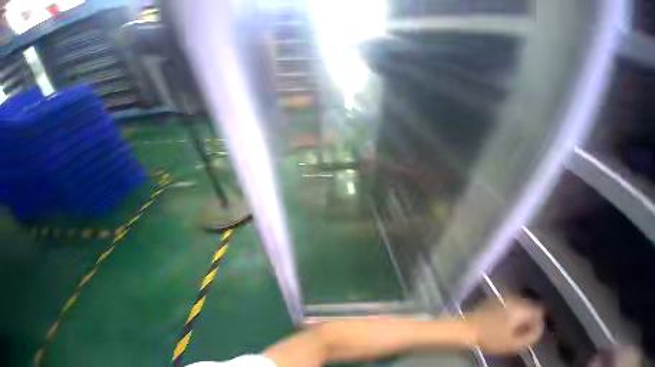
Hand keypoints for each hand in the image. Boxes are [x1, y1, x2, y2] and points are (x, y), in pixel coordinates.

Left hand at [464, 296, 543, 354]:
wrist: (468, 329)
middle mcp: (509, 299)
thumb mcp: (517, 343)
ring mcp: (499, 298)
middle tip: (529, 327)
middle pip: (528, 303)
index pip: (538, 309)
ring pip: (518, 301)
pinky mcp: (491, 299)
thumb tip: (540, 326)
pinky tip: (508, 319)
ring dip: (522, 311)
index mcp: (518, 309)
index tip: (538, 327)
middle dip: (532, 313)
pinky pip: (508, 302)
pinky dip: (513, 308)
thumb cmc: (492, 339)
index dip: (541, 318)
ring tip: (519, 324)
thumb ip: (532, 335)